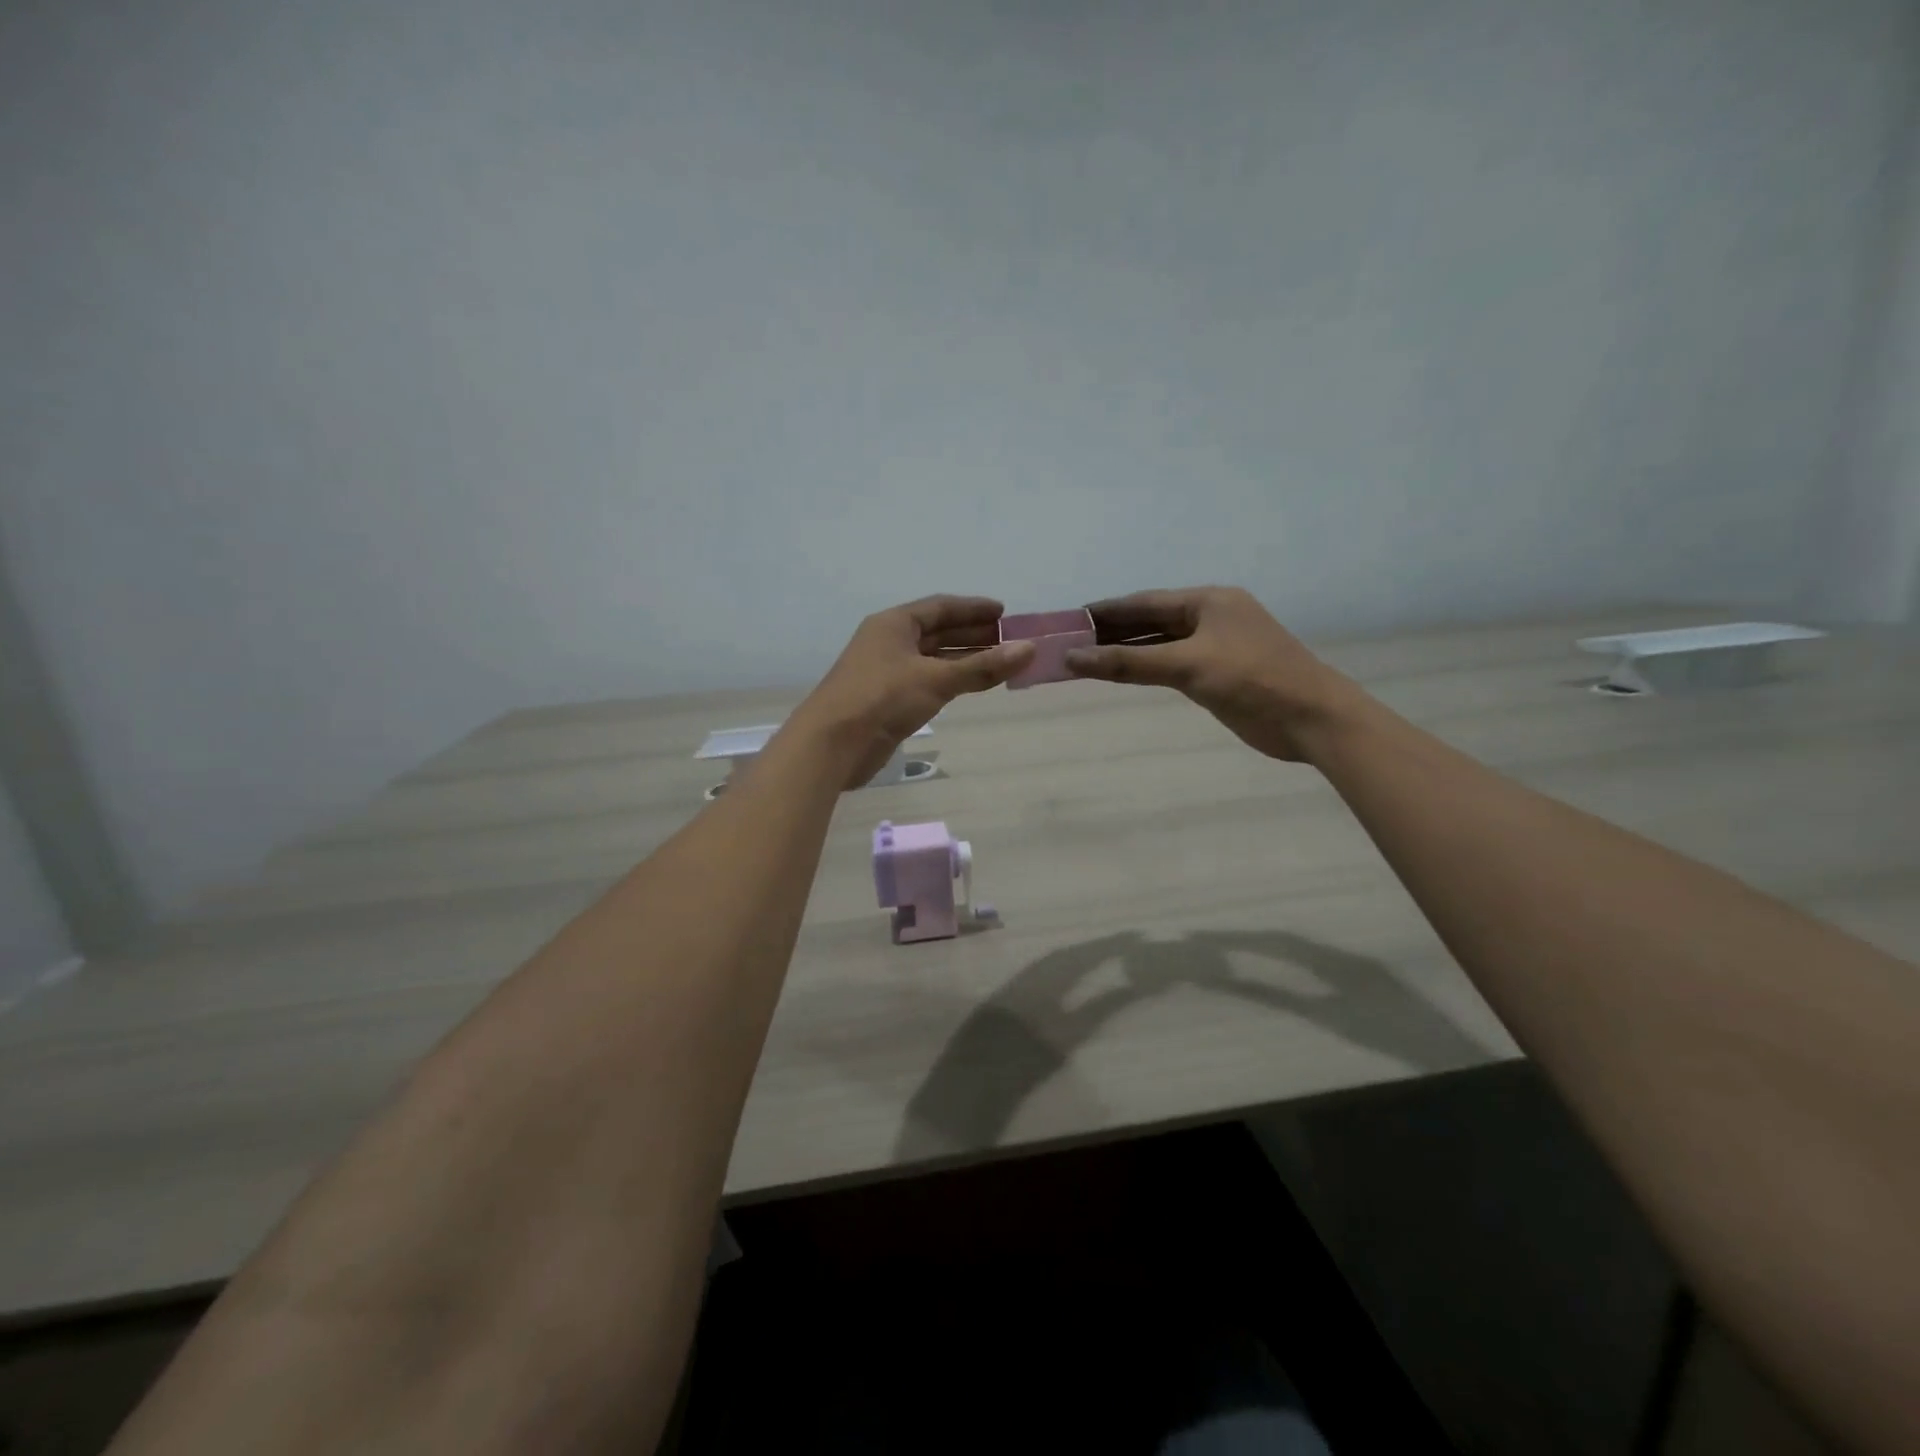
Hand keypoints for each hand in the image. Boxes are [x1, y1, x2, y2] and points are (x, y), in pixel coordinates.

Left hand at [788, 596, 1035, 786]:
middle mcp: (889, 641)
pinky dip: (950, 680)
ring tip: (1000, 662)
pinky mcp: (887, 700)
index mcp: (894, 624)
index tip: (1005, 613)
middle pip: (937, 631)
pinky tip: (970, 685)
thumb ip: (982, 667)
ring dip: (964, 659)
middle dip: (973, 634)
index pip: (940, 607)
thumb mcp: (936, 679)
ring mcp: (886, 671)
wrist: (832, 744)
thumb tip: (1029, 650)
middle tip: (1010, 640)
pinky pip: (926, 681)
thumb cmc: (882, 698)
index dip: (973, 608)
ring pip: (932, 658)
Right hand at [1066, 586, 1365, 761]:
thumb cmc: (1252, 680)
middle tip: (1068, 642)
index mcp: (1208, 601)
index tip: (1068, 619)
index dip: (1105, 611)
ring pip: (1160, 644)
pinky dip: (1146, 668)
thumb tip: (1072, 658)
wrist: (1312, 719)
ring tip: (1085, 659)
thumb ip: (1128, 662)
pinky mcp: (1218, 674)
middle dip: (1111, 632)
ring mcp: (1215, 646)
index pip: (1144, 601)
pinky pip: (1171, 665)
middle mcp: (1210, 617)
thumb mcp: (1187, 666)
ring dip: (1126, 651)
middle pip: (1150, 620)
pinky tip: (1122, 674)